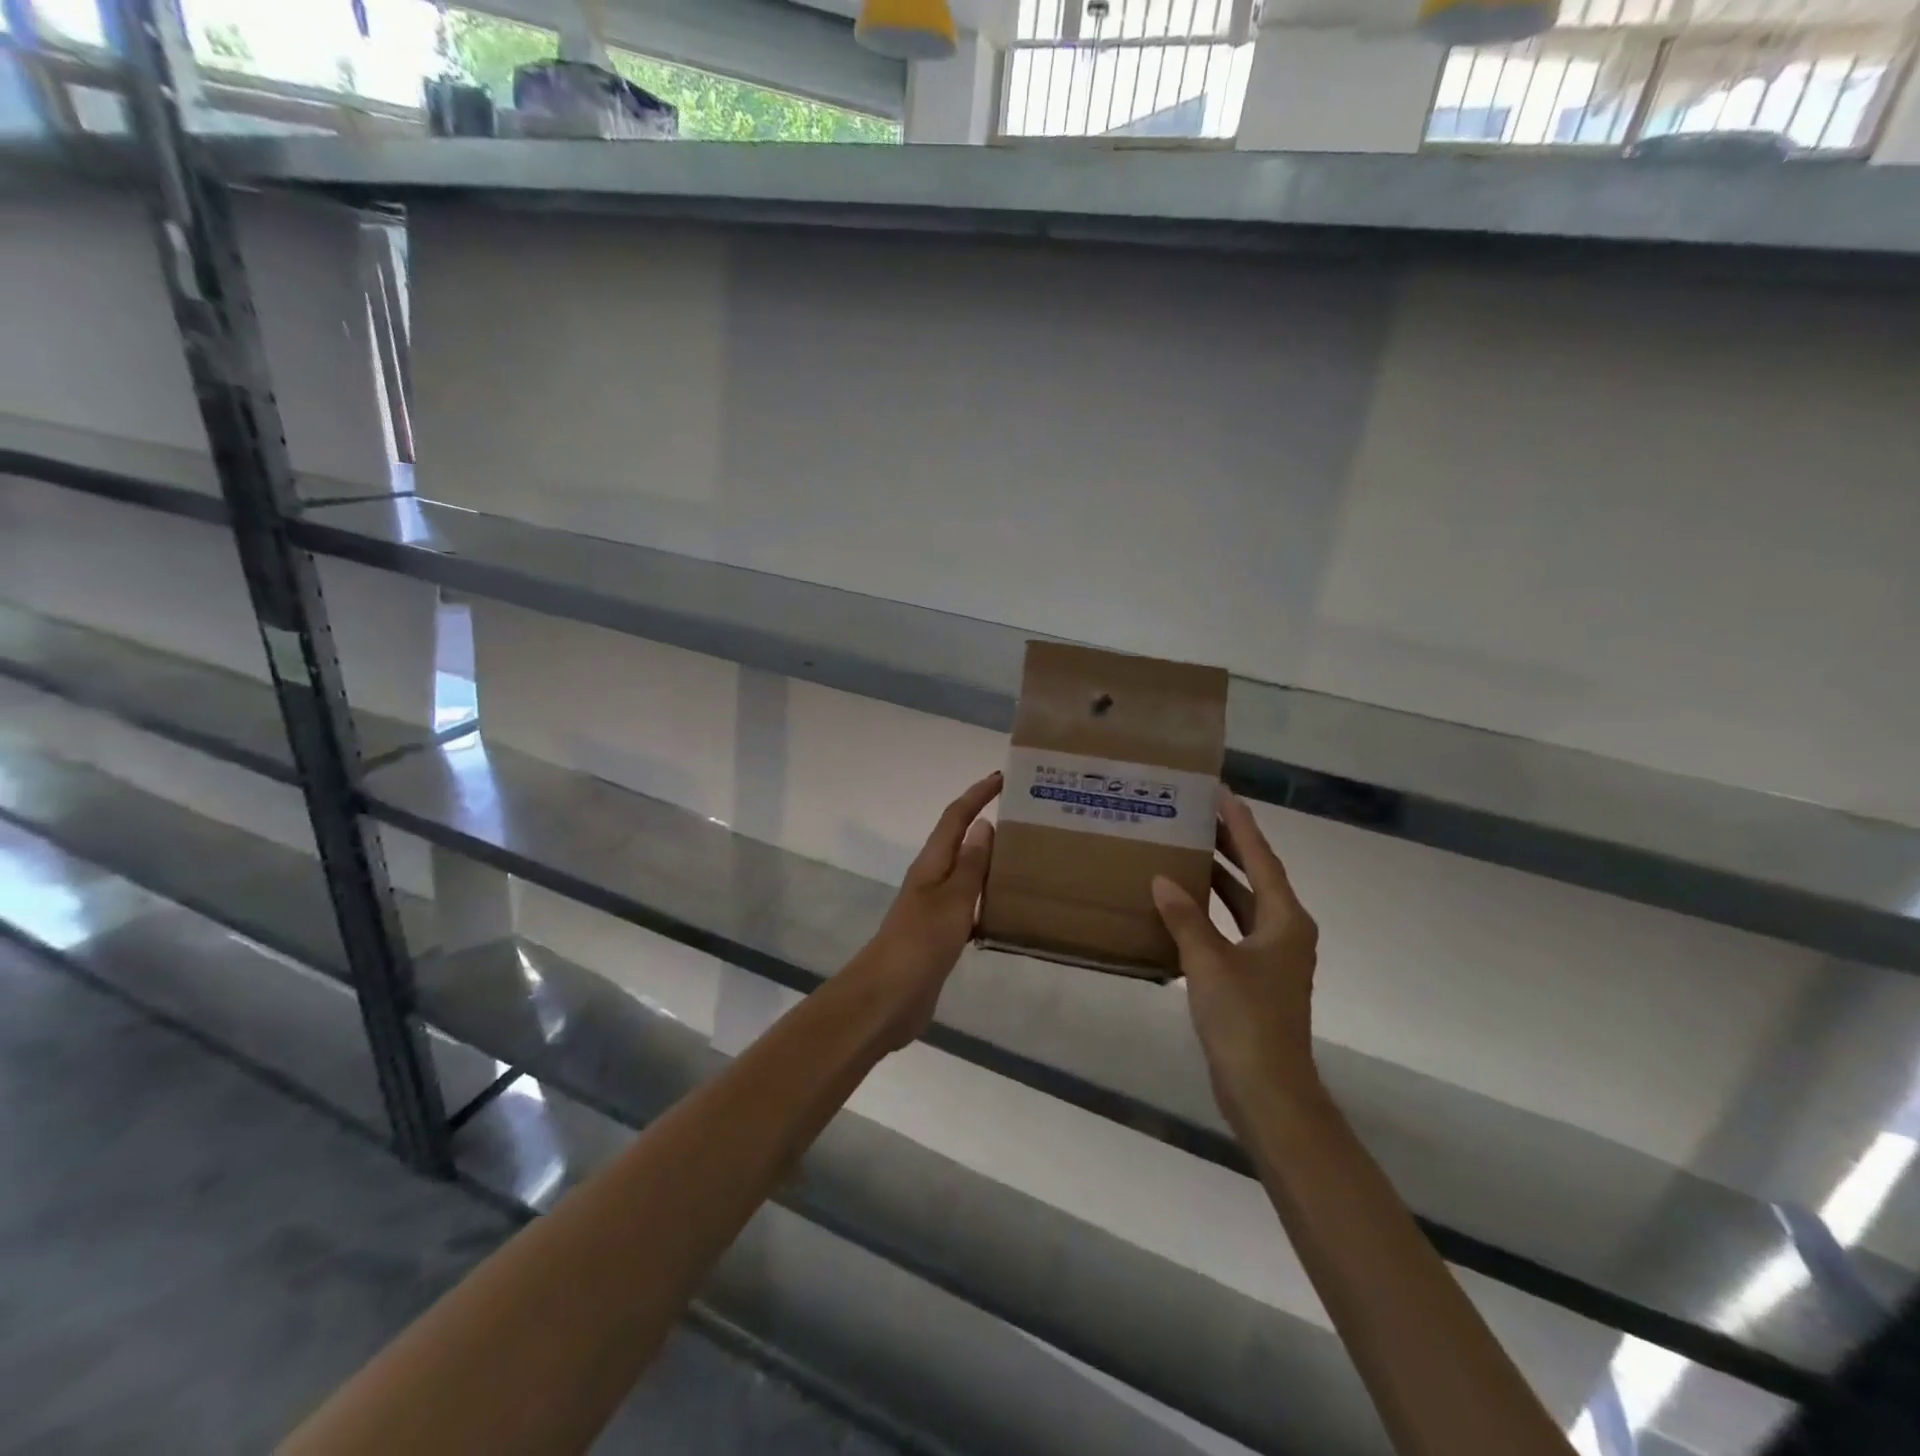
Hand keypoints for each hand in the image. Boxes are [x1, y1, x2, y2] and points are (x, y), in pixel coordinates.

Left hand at [845, 771, 1000, 1051]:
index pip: (955, 817)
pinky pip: (969, 905)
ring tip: (1027, 858)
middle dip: (987, 824)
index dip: (977, 795)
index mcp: (932, 864)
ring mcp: (934, 908)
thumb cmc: (921, 942)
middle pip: (960, 842)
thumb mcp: (952, 899)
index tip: (1003, 777)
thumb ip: (971, 864)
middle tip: (1026, 818)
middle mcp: (932, 879)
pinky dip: (989, 899)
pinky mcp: (940, 935)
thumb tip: (984, 825)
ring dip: (991, 862)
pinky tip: (1011, 910)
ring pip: (967, 874)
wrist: (888, 998)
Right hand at [1152, 791, 1320, 1131]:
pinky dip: (1211, 914)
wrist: (1268, 1091)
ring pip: (1242, 905)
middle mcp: (1284, 932)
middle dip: (1229, 847)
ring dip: (1218, 881)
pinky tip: (1181, 908)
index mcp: (1284, 920)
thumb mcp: (1210, 963)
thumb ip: (1186, 918)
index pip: (1261, 858)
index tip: (1222, 794)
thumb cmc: (1245, 1020)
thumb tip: (1163, 879)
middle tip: (1198, 816)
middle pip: (1255, 877)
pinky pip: (1231, 930)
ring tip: (1185, 852)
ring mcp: (1272, 958)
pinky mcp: (1255, 980)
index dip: (1241, 825)